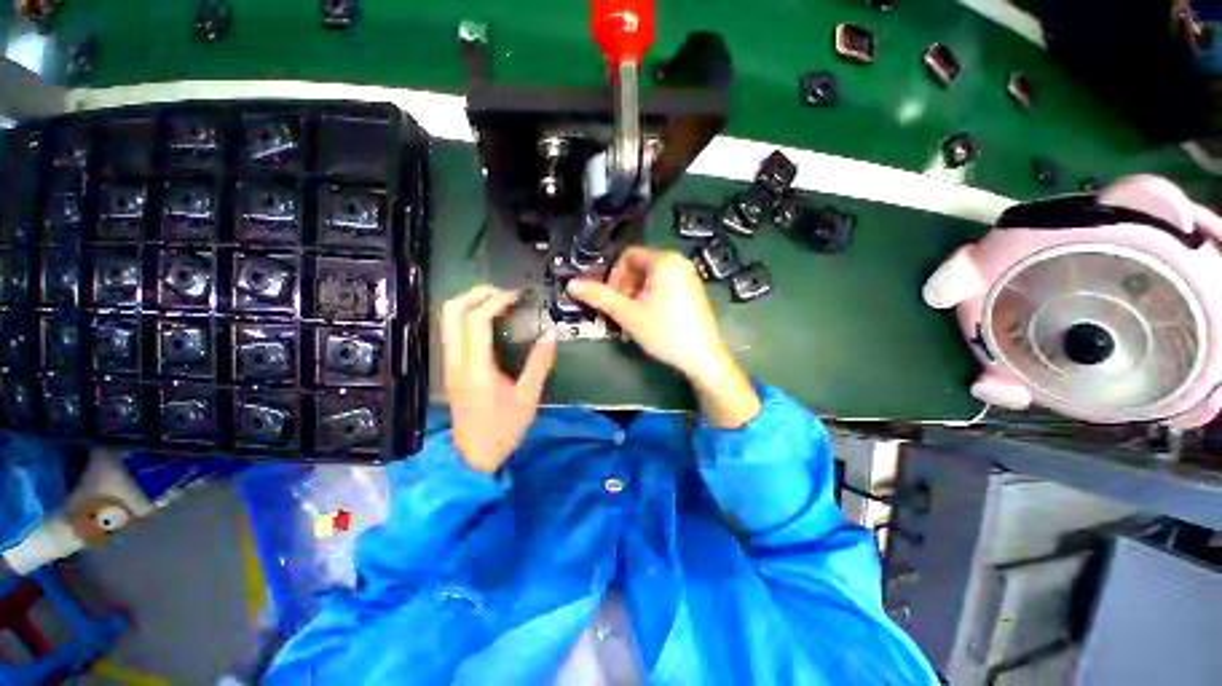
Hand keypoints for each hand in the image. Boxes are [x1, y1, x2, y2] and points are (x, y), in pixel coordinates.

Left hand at [442, 285, 556, 472]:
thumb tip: (550, 334)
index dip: (496, 301)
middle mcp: (456, 360)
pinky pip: (452, 332)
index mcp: (476, 367)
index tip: (517, 296)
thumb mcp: (528, 397)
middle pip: (451, 312)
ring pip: (447, 320)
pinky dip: (467, 317)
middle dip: (476, 293)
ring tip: (497, 302)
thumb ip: (540, 364)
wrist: (473, 457)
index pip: (477, 320)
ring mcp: (449, 364)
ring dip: (470, 303)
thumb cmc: (504, 429)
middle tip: (502, 292)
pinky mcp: (450, 369)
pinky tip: (489, 323)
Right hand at [567, 247, 760, 427]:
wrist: (702, 357)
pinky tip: (650, 317)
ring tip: (633, 316)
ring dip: (636, 292)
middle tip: (619, 309)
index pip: (628, 256)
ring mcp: (689, 277)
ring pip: (652, 277)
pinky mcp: (694, 291)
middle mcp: (679, 262)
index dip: (613, 276)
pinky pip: (665, 285)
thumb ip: (600, 297)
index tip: (610, 298)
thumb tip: (571, 284)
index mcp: (664, 261)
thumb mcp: (628, 314)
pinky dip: (651, 296)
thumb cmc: (664, 332)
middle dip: (624, 285)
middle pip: (640, 265)